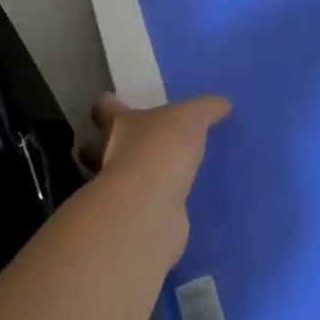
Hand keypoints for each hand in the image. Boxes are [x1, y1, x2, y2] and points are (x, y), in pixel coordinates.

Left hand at [85, 94, 229, 257]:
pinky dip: (145, 203)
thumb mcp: (190, 118)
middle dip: (105, 145)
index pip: (103, 108)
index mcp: (117, 123)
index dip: (108, 104)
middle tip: (129, 144)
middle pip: (96, 146)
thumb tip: (223, 102)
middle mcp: (107, 154)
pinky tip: (164, 203)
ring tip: (150, 176)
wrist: (149, 207)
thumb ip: (205, 109)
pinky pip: (135, 205)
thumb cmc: (160, 149)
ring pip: (112, 178)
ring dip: (124, 177)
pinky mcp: (129, 217)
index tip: (113, 102)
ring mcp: (114, 189)